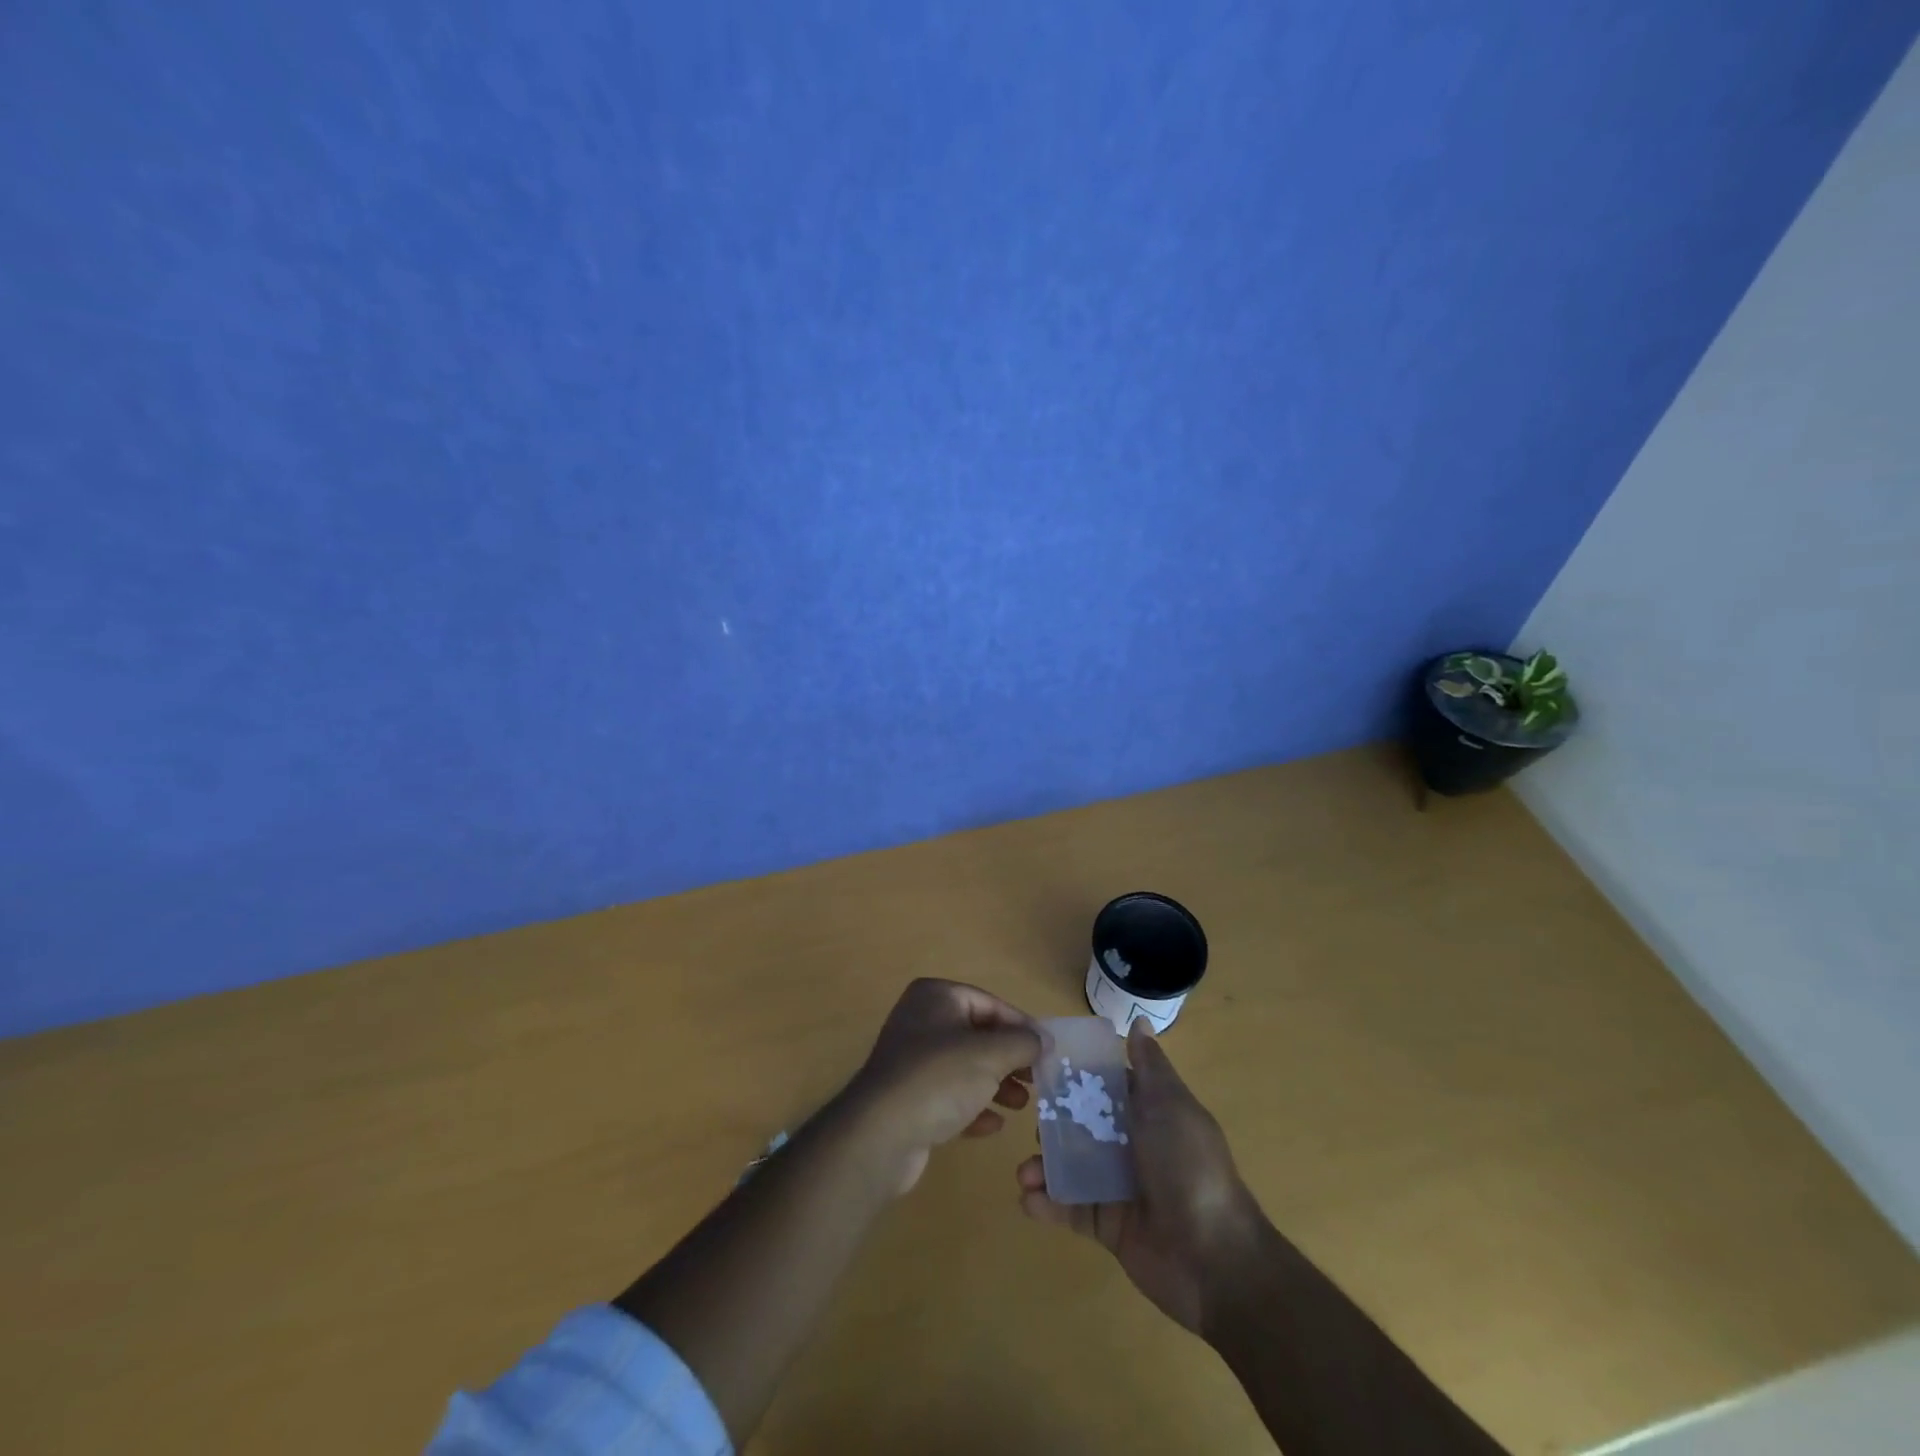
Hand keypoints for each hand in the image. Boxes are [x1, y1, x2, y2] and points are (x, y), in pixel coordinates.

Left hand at [840, 978, 1041, 1194]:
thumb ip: (1022, 1043)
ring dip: (995, 1085)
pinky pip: (948, 1096)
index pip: (990, 1003)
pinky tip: (992, 1126)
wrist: (880, 1135)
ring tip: (1021, 1106)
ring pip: (964, 1067)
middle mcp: (921, 1021)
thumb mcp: (990, 1054)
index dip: (1022, 1026)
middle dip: (1009, 1059)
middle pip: (978, 1035)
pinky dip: (972, 1107)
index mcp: (936, 996)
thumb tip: (1044, 1040)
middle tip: (1037, 1081)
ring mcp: (911, 1060)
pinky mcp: (908, 1098)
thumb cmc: (939, 1079)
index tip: (1048, 1052)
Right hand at [1017, 1019, 1262, 1333]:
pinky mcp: (1106, 1225)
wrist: (1214, 1258)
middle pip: (1081, 1125)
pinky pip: (1070, 1208)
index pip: (1106, 1085)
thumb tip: (1140, 1020)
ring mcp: (1117, 1186)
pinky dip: (1047, 1203)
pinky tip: (1027, 1199)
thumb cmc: (1189, 1167)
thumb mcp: (1169, 1106)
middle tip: (1032, 1122)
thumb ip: (1149, 1066)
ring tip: (1024, 1172)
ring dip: (1043, 1166)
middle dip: (1052, 1122)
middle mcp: (1131, 1145)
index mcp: (1148, 1112)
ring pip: (1070, 1166)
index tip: (1039, 1064)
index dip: (1076, 1075)